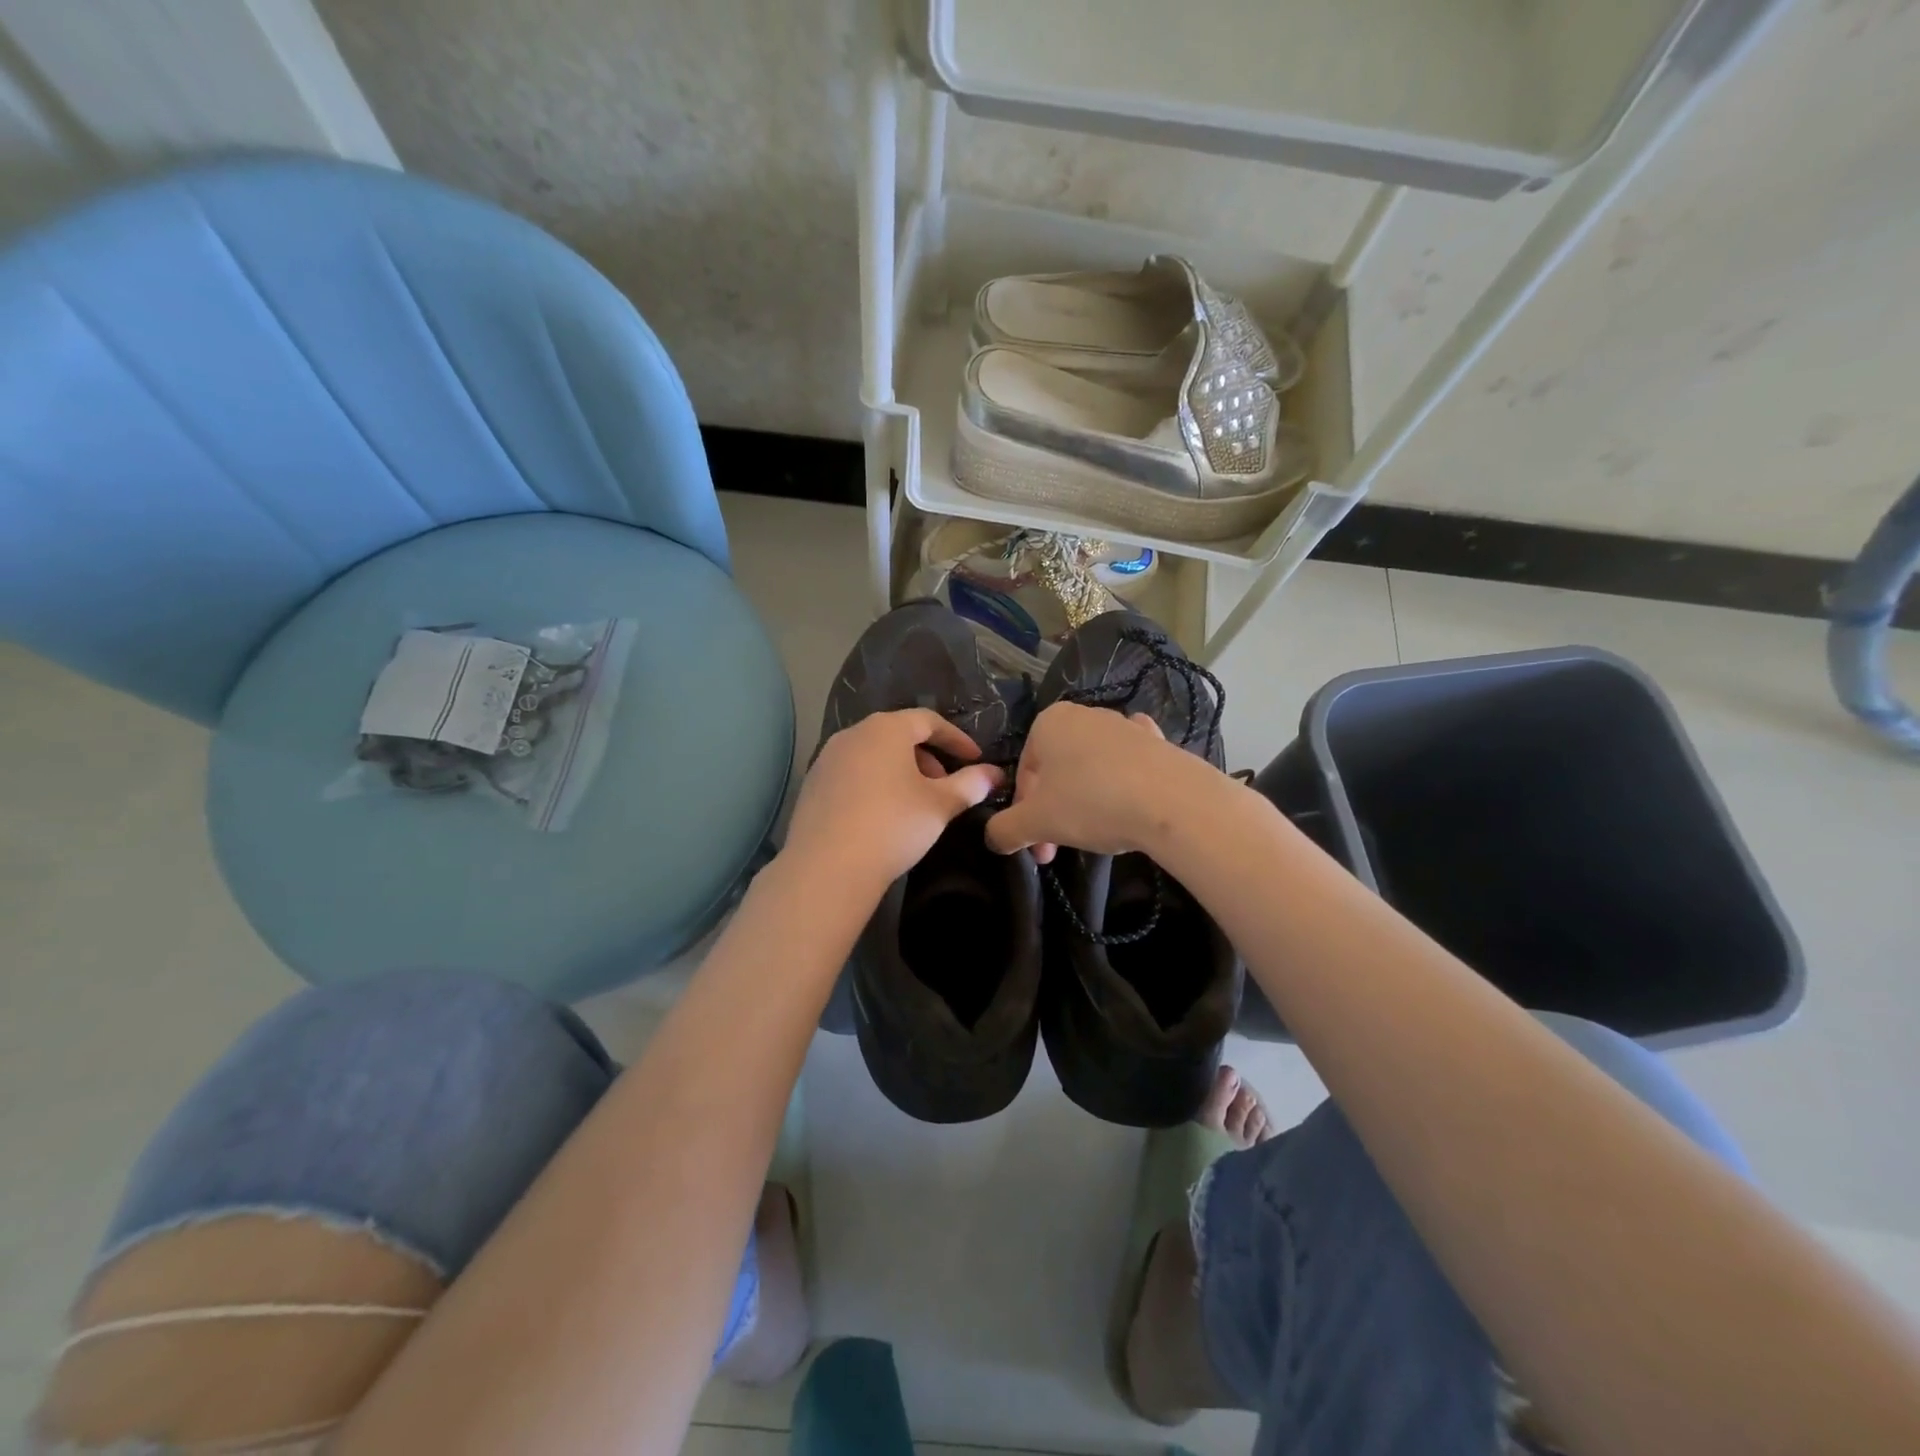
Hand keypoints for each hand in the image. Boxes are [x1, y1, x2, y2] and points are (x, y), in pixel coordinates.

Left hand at [782, 709, 1004, 894]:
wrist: (827, 867)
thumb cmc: (893, 825)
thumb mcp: (940, 805)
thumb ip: (970, 784)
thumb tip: (994, 774)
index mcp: (886, 729)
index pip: (929, 720)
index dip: (956, 739)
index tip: (976, 760)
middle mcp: (853, 734)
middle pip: (898, 735)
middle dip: (927, 757)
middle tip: (945, 785)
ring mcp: (827, 758)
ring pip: (874, 754)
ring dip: (900, 771)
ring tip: (916, 802)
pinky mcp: (812, 785)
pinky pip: (852, 774)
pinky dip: (874, 784)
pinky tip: (882, 815)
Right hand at [985, 702, 1208, 863]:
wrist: (1172, 801)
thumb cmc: (1091, 803)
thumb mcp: (1036, 823)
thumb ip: (1004, 830)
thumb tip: (993, 839)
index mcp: (1048, 722)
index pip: (1024, 772)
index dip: (1024, 813)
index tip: (1037, 846)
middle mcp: (1084, 714)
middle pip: (1057, 770)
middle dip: (1053, 810)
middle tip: (1059, 848)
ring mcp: (1124, 725)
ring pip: (1091, 766)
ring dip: (1085, 799)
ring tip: (1097, 833)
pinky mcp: (1158, 741)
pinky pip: (1129, 762)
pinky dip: (1123, 779)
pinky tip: (1130, 799)